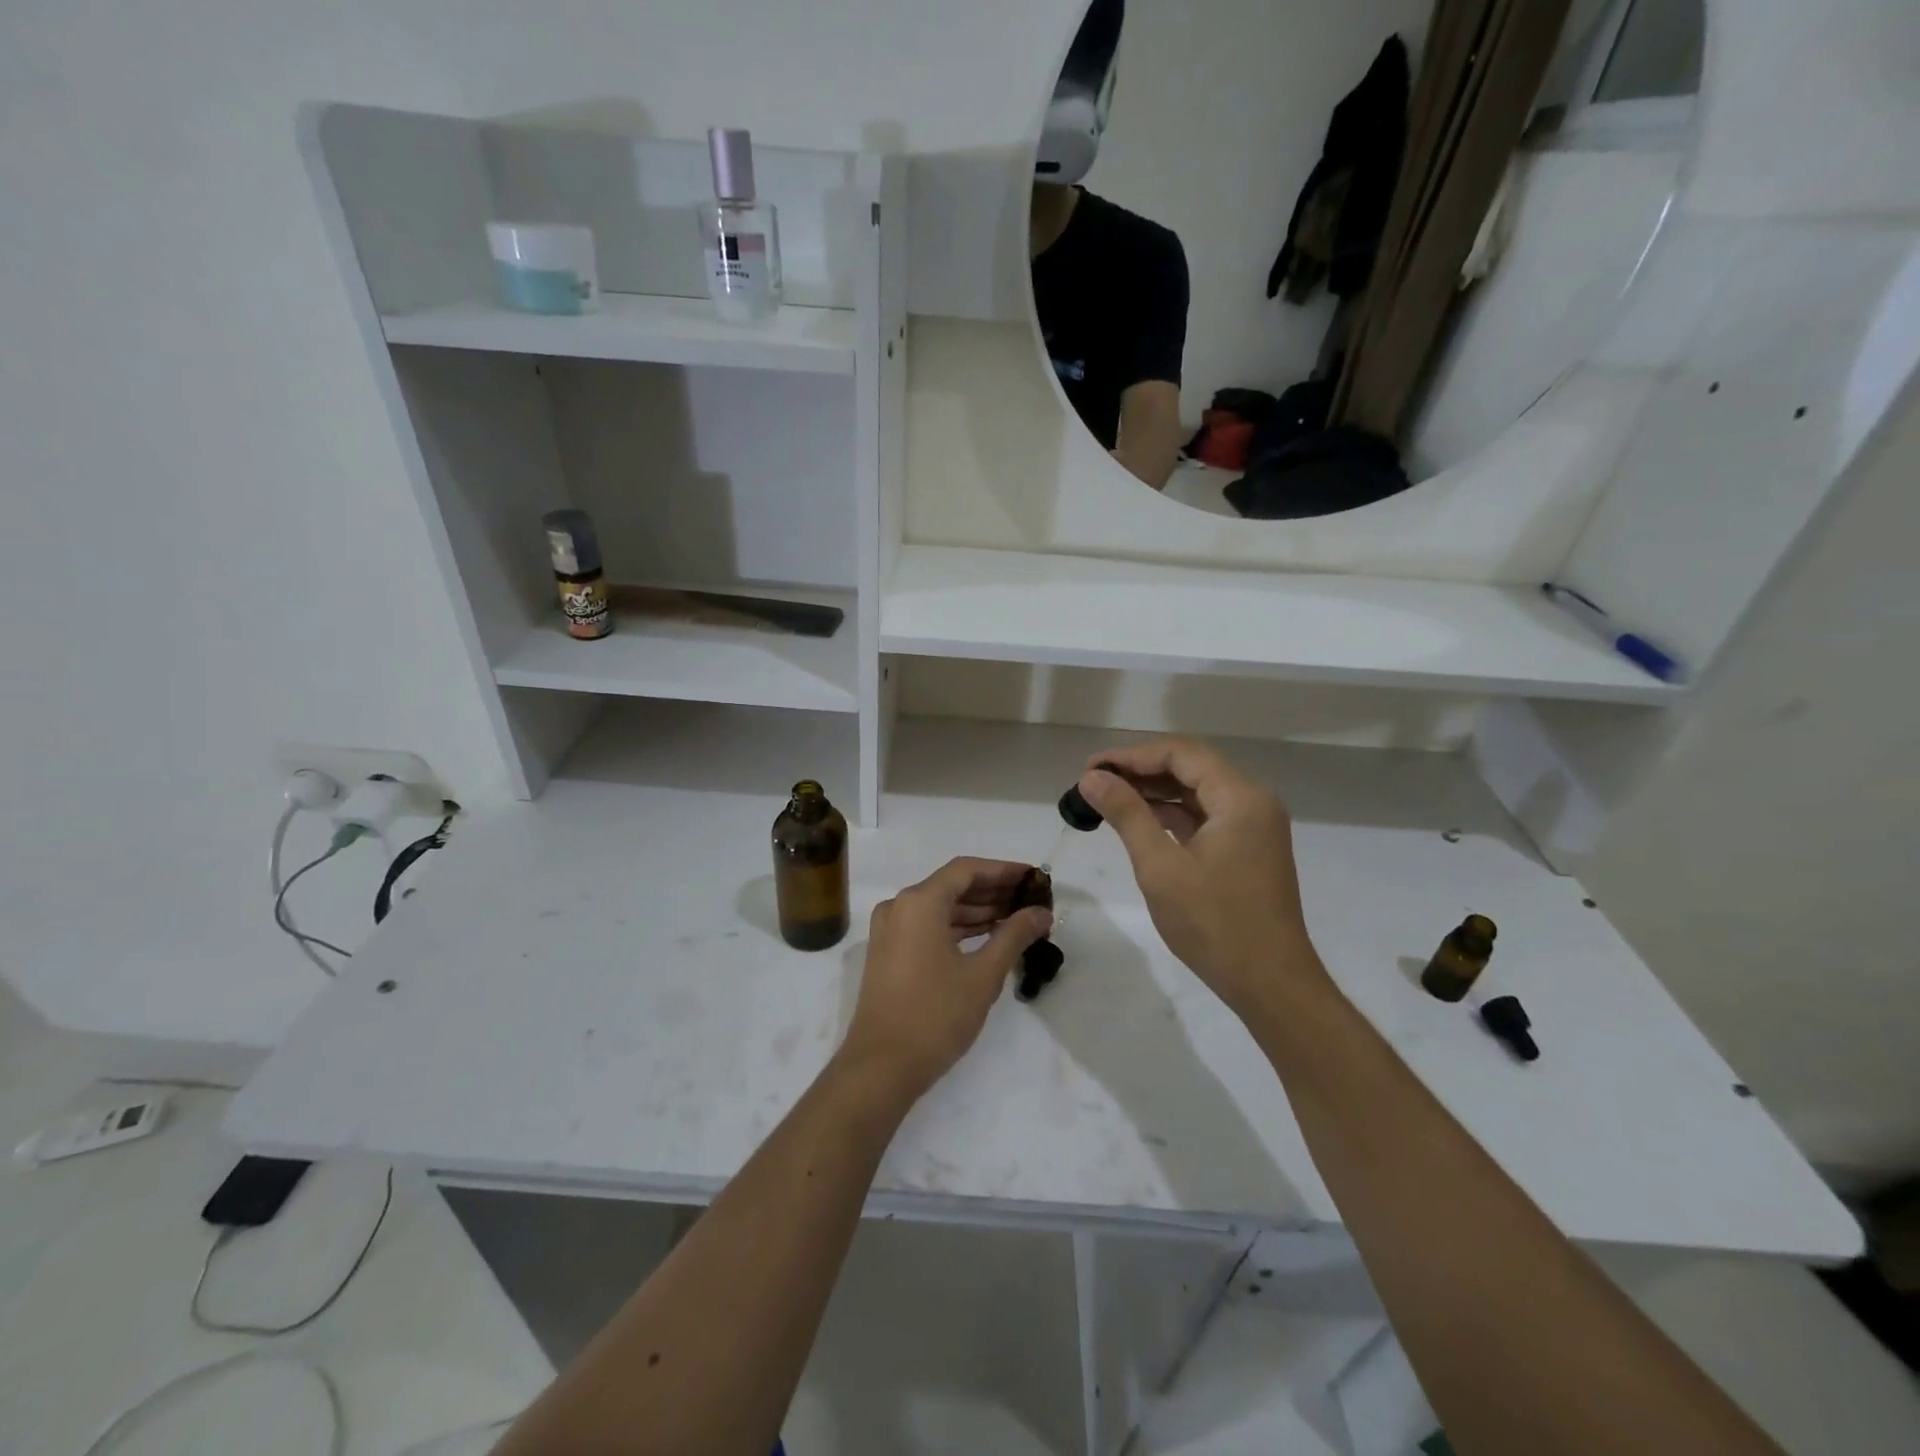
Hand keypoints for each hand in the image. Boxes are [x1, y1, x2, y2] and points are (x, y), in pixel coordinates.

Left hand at [838, 858, 1052, 1101]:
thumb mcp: (983, 975)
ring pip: (941, 907)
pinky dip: (958, 928)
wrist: (881, 1068)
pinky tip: (989, 937)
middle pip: (953, 886)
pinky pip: (928, 927)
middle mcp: (900, 906)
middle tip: (1032, 900)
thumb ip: (1014, 936)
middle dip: (994, 891)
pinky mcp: (889, 952)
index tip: (1034, 878)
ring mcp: (891, 930)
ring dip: (978, 911)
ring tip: (1018, 919)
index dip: (1004, 871)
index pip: (967, 870)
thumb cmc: (935, 1015)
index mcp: (919, 902)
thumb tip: (1042, 913)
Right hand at [1078, 738, 1323, 1016]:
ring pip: (1196, 792)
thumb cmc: (1214, 924)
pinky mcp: (1247, 848)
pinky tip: (1138, 822)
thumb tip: (1092, 778)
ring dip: (1153, 792)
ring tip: (1107, 800)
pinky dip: (1171, 814)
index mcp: (1240, 797)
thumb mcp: (1160, 866)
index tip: (1090, 769)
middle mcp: (1252, 801)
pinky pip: (1204, 816)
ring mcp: (1253, 826)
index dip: (1131, 755)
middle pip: (1190, 767)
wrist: (1270, 984)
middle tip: (1093, 783)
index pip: (1181, 753)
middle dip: (1140, 770)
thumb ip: (1127, 814)